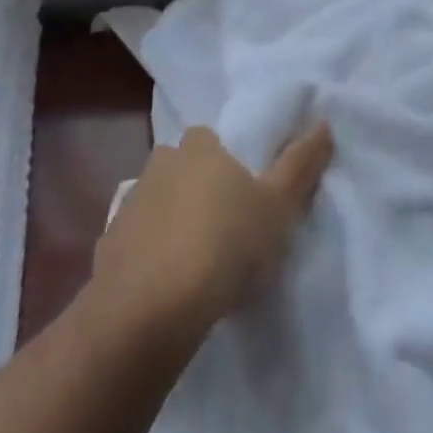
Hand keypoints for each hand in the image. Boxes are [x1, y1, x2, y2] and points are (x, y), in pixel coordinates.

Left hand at [92, 123, 332, 343]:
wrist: (151, 309)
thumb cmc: (226, 244)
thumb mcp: (279, 206)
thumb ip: (301, 163)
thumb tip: (323, 123)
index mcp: (199, 148)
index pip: (211, 139)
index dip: (227, 161)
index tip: (244, 192)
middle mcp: (159, 164)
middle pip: (182, 168)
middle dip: (198, 189)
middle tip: (225, 226)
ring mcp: (129, 204)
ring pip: (158, 203)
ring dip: (174, 221)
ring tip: (199, 261)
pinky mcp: (108, 245)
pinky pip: (137, 241)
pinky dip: (151, 254)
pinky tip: (169, 284)